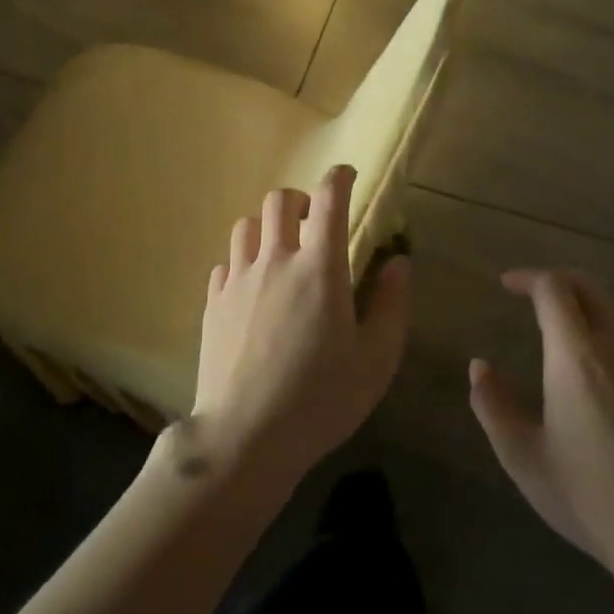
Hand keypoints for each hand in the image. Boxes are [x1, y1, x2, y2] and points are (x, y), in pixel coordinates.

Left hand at [188, 166, 411, 491]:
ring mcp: (238, 280)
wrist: (246, 438)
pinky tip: (252, 286)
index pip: (328, 200)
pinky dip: (243, 260)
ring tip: (281, 250)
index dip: (339, 178)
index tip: (347, 175)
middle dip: (300, 199)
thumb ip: (392, 304)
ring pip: (247, 225)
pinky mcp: (213, 302)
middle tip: (313, 222)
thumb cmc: (321, 399)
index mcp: (319, 268)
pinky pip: (226, 262)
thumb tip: (399, 261)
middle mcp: (275, 261)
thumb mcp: (376, 359)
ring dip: (267, 226)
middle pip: (279, 200)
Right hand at [469, 269, 613, 589]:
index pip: (554, 289)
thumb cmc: (588, 494)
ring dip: (584, 295)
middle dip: (556, 278)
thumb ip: (493, 405)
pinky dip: (604, 319)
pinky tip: (589, 353)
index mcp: (576, 356)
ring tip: (558, 313)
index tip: (505, 285)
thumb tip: (480, 367)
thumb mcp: (522, 456)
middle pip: (589, 286)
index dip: (528, 278)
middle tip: (528, 291)